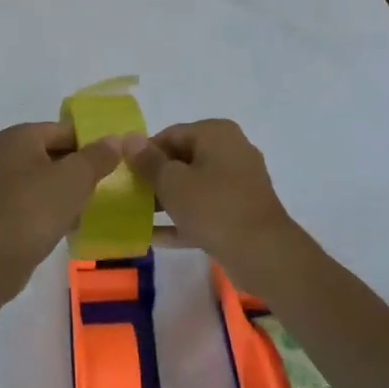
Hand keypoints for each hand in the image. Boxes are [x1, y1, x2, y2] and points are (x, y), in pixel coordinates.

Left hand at [0, 122, 122, 297]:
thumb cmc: (34, 209)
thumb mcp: (75, 178)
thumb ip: (99, 156)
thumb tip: (118, 139)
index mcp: (19, 136)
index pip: (65, 130)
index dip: (93, 143)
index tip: (116, 162)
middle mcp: (4, 153)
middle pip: (54, 153)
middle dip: (81, 169)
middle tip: (108, 184)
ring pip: (44, 180)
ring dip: (67, 191)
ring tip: (91, 207)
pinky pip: (33, 201)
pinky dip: (51, 209)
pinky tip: (69, 225)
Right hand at [122, 120, 306, 285]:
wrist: (263, 254)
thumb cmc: (213, 207)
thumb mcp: (172, 182)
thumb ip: (148, 161)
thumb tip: (129, 138)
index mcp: (216, 133)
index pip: (170, 134)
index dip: (144, 154)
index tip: (125, 175)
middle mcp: (231, 150)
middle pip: (182, 159)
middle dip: (155, 178)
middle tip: (129, 197)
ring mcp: (239, 183)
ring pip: (194, 186)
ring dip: (166, 200)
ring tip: (137, 216)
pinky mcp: (241, 212)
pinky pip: (206, 209)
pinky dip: (183, 219)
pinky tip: (155, 238)